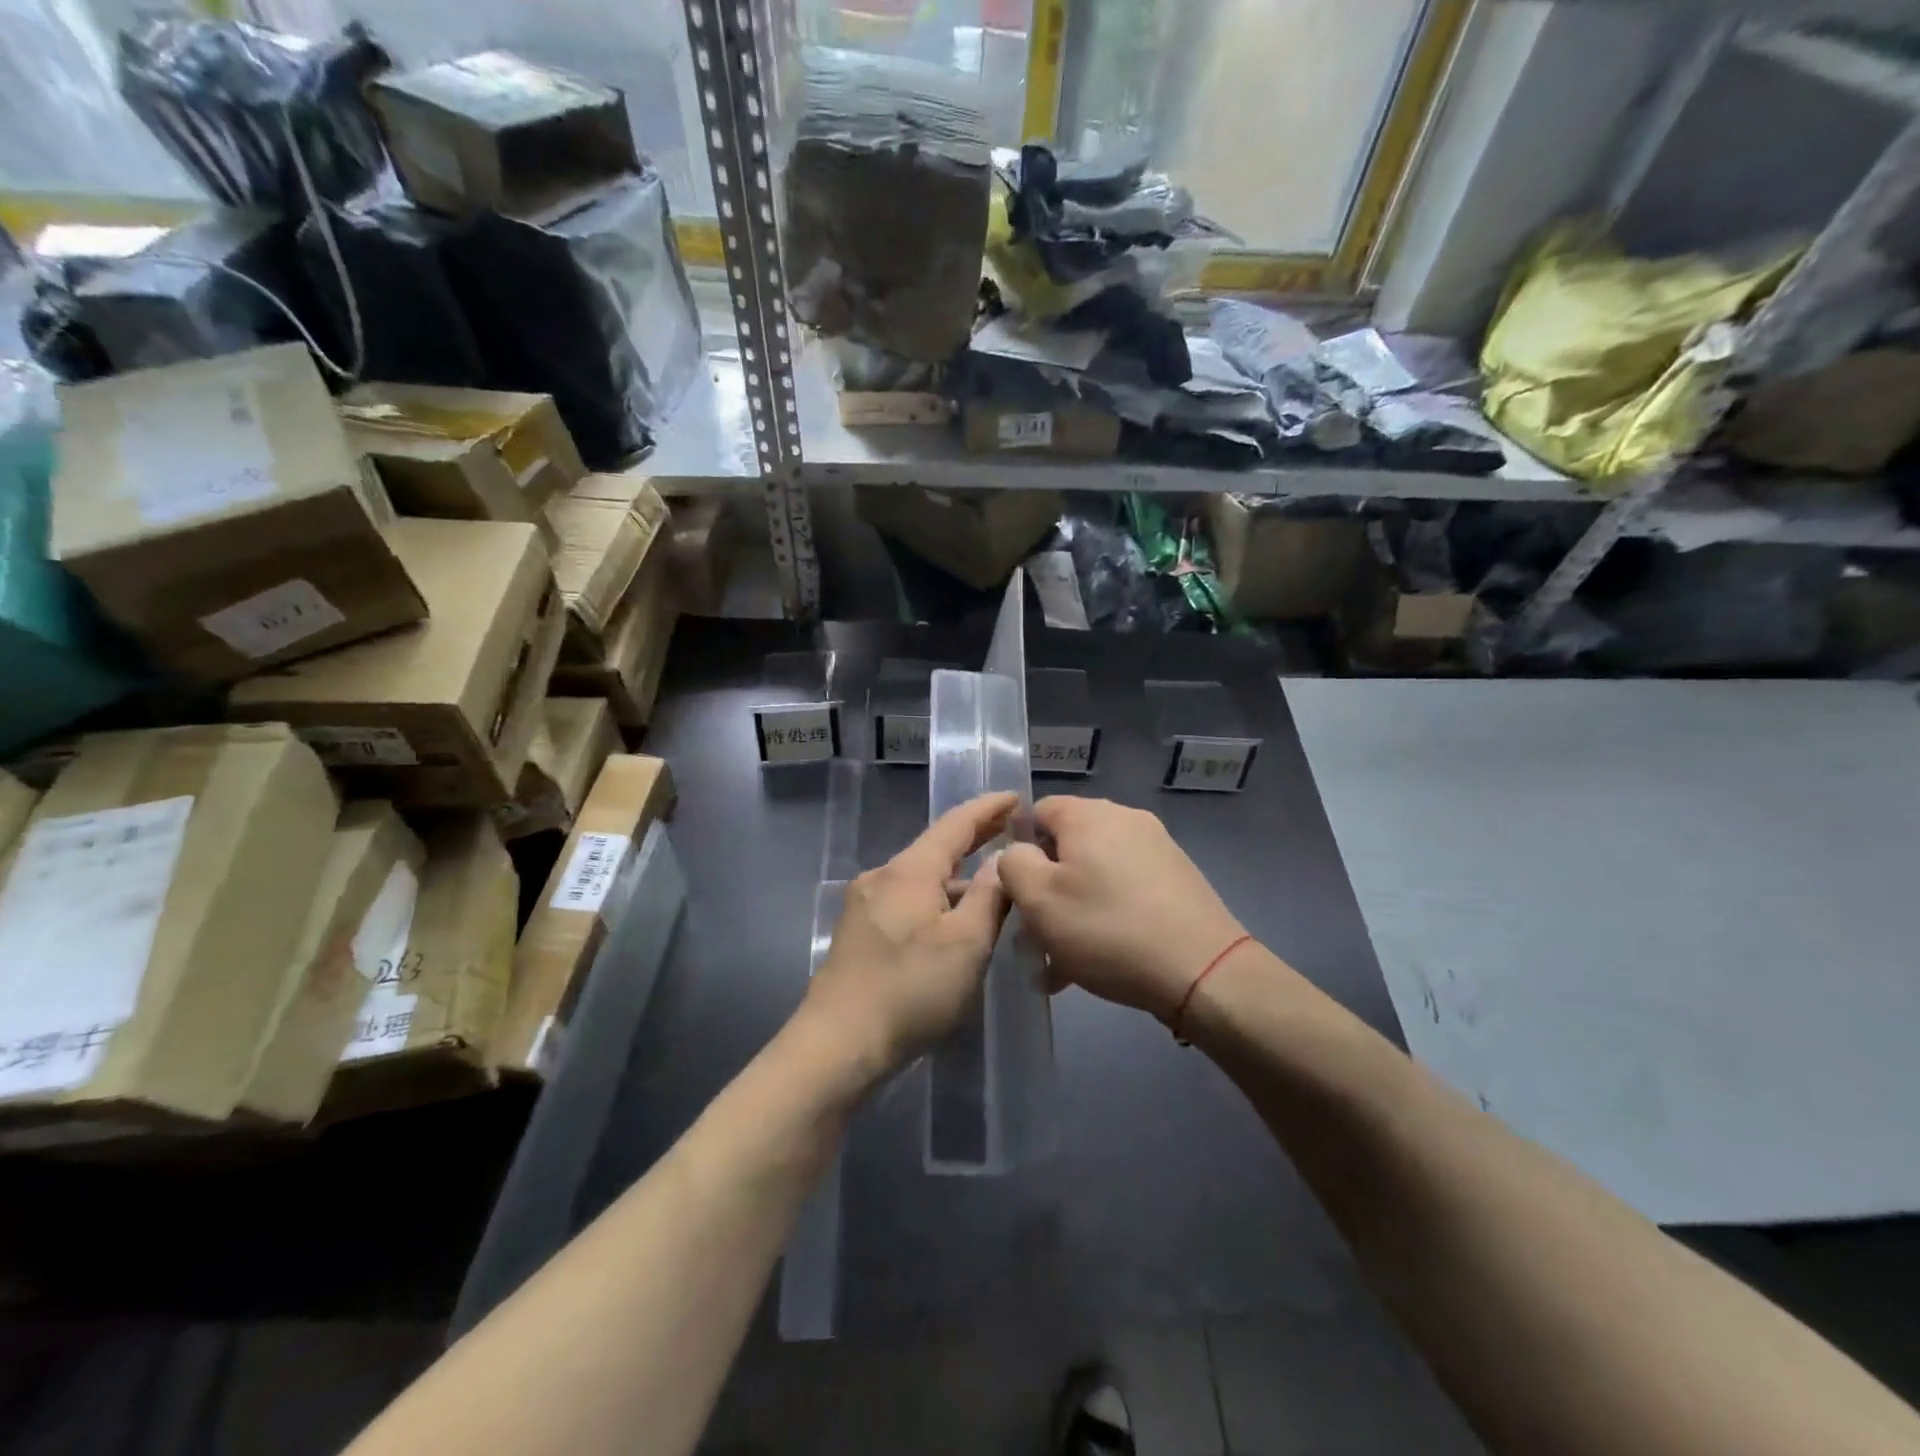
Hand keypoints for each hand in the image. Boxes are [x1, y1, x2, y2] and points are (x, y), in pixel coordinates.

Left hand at [799, 792, 1017, 1081]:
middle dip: (974, 838)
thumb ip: (988, 897)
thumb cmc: (910, 990)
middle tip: (1012, 832)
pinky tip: (953, 922)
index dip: (988, 808)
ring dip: (956, 877)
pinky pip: (907, 901)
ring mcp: (865, 904)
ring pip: (921, 879)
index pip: (955, 823)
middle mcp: (883, 876)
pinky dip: (937, 900)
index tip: (1016, 796)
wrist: (837, 1045)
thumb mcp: (966, 944)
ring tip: (993, 886)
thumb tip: (1002, 861)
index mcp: (909, 870)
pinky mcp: (859, 932)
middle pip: (936, 848)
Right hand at [998, 798, 1245, 1023]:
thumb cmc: (1107, 929)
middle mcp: (1125, 820)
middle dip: (1045, 891)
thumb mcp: (1039, 899)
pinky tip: (1097, 963)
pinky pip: (1124, 892)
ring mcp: (1157, 849)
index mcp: (1088, 814)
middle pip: (1067, 847)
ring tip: (1061, 963)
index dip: (1018, 850)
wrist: (1204, 971)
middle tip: (1034, 938)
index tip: (1015, 894)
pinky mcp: (1177, 880)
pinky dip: (1105, 919)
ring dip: (1072, 913)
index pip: (1036, 813)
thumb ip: (1013, 865)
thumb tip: (1019, 852)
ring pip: (1095, 876)